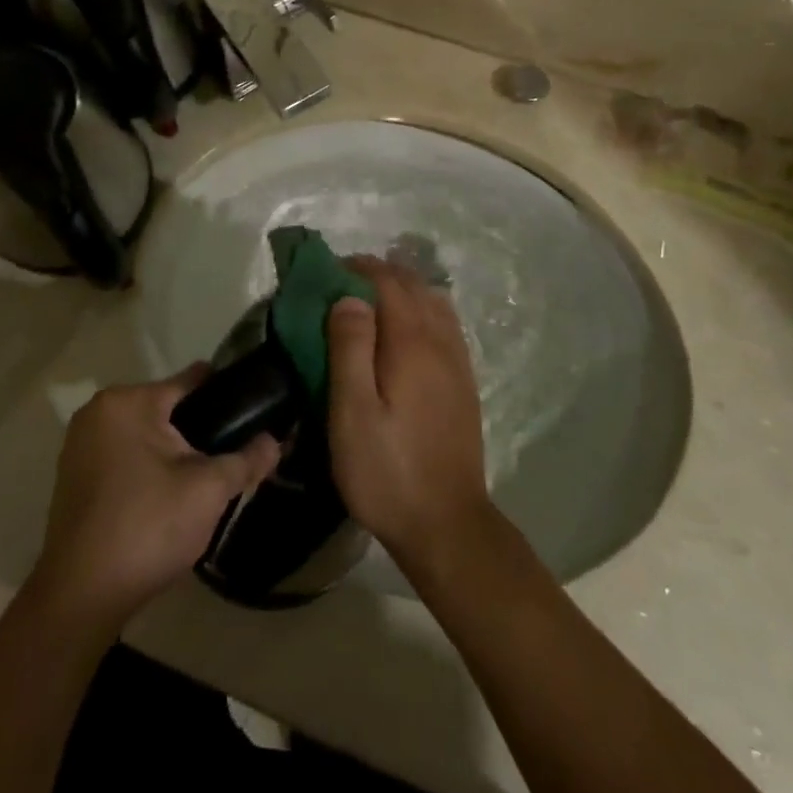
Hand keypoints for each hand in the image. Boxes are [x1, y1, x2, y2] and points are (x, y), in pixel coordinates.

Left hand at [32, 369, 279, 627]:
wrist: (81, 598)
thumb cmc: (147, 528)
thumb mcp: (208, 491)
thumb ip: (246, 459)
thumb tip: (276, 441)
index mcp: (128, 401)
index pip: (191, 382)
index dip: (227, 396)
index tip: (253, 415)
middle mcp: (99, 411)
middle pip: (168, 409)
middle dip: (199, 431)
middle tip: (230, 460)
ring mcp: (80, 443)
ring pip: (146, 435)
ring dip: (173, 453)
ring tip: (204, 482)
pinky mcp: (73, 475)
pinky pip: (124, 456)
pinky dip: (147, 469)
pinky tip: (167, 499)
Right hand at [326, 258, 492, 577]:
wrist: (446, 525)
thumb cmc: (387, 471)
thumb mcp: (352, 412)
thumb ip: (350, 348)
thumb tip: (350, 295)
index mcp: (412, 343)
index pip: (388, 281)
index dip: (358, 268)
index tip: (327, 272)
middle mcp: (441, 341)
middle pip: (413, 285)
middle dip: (378, 273)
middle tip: (341, 283)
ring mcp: (458, 361)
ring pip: (433, 301)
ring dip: (402, 288)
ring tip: (370, 301)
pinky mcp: (464, 381)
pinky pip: (445, 323)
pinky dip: (422, 308)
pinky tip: (404, 329)